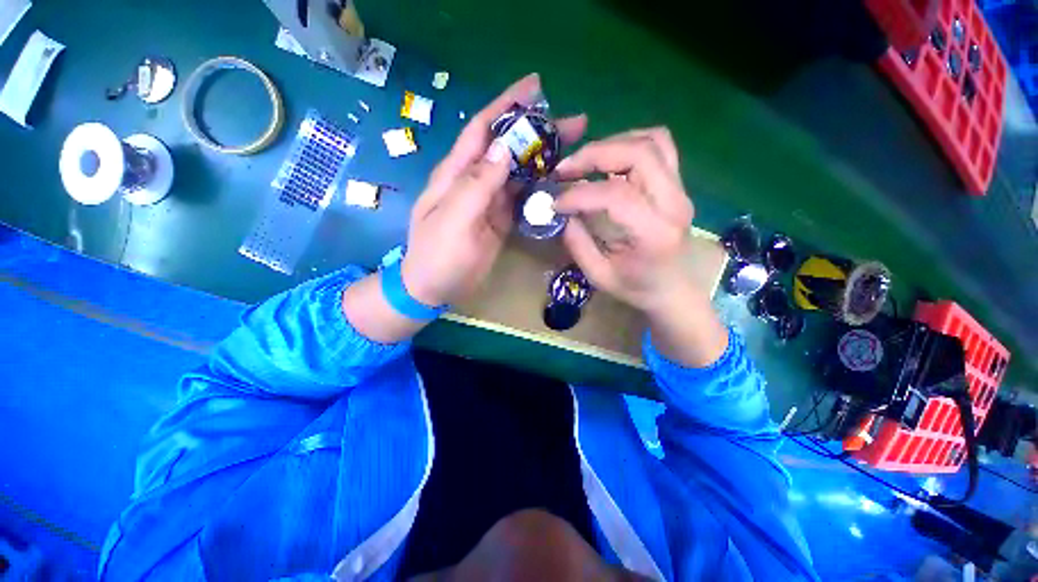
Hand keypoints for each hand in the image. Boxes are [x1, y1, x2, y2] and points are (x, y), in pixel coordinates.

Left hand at [401, 73, 586, 306]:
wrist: (434, 287)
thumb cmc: (437, 255)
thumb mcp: (453, 219)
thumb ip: (476, 185)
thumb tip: (504, 148)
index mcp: (457, 174)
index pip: (483, 130)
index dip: (506, 106)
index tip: (535, 87)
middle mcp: (474, 181)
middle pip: (508, 149)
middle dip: (537, 132)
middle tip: (575, 123)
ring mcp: (489, 202)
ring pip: (519, 172)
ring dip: (544, 159)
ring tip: (576, 150)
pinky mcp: (500, 220)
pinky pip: (522, 198)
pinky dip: (539, 188)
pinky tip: (559, 183)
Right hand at [555, 128, 727, 366]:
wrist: (675, 289)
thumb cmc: (638, 288)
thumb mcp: (599, 275)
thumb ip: (577, 243)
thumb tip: (561, 212)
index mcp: (654, 233)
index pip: (616, 195)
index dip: (580, 194)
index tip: (556, 203)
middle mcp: (673, 203)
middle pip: (639, 153)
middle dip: (594, 154)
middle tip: (564, 170)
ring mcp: (680, 189)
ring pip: (652, 141)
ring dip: (611, 144)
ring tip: (584, 163)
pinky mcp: (677, 184)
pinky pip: (658, 146)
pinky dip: (629, 143)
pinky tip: (607, 161)